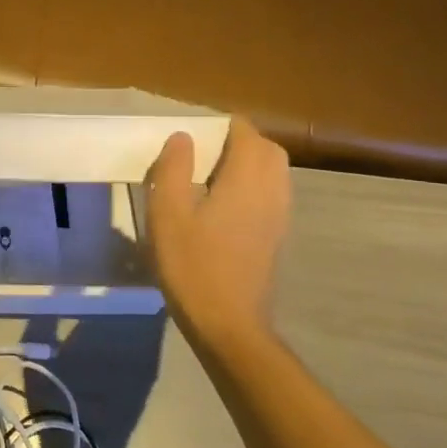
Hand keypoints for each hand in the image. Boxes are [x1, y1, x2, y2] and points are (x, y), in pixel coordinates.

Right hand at [146, 117, 291, 350]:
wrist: (228, 322)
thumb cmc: (192, 264)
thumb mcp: (167, 213)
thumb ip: (173, 169)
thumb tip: (182, 137)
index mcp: (246, 179)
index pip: (245, 133)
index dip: (221, 125)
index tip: (192, 132)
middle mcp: (271, 191)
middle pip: (266, 149)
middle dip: (239, 141)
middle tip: (202, 150)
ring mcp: (279, 215)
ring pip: (273, 172)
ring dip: (248, 164)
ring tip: (210, 175)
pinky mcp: (276, 236)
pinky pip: (272, 194)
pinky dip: (252, 186)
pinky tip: (222, 204)